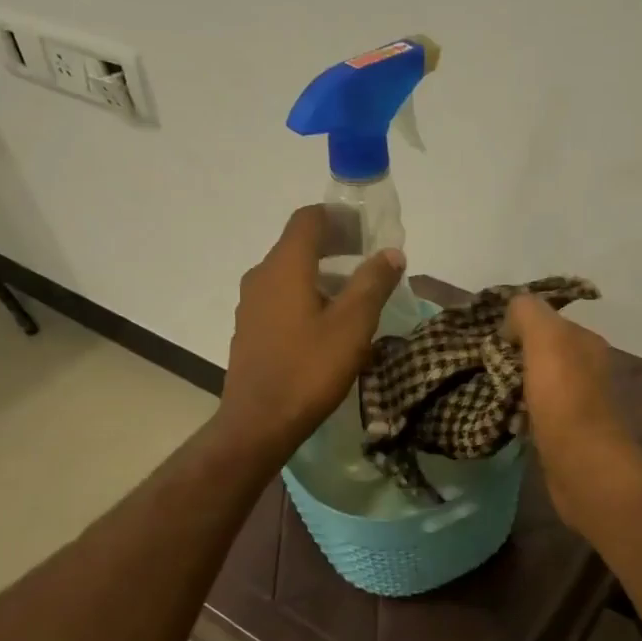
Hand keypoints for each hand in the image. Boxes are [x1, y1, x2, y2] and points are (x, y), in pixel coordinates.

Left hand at [218, 206, 405, 462]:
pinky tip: (328, 325)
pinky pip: (281, 298)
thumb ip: (373, 283)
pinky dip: (307, 296)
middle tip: (369, 261)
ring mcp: (251, 304)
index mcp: (285, 267)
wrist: (259, 423)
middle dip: (335, 246)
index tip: (368, 230)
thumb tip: (391, 253)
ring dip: (322, 274)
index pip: (309, 219)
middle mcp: (261, 276)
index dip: (339, 217)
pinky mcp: (250, 330)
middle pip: (298, 245)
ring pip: (290, 274)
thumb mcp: (352, 325)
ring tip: (355, 295)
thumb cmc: (309, 369)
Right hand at [507, 294, 641, 527]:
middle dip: (511, 357)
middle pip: (540, 353)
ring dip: (511, 387)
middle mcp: (586, 368)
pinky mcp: (565, 434)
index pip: (546, 321)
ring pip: (535, 384)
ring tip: (485, 393)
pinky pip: (534, 413)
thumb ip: (528, 313)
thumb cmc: (564, 398)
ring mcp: (578, 403)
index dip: (516, 326)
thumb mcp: (546, 338)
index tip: (490, 340)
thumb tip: (511, 320)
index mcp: (585, 342)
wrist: (583, 465)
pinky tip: (501, 420)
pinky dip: (517, 414)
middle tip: (481, 366)